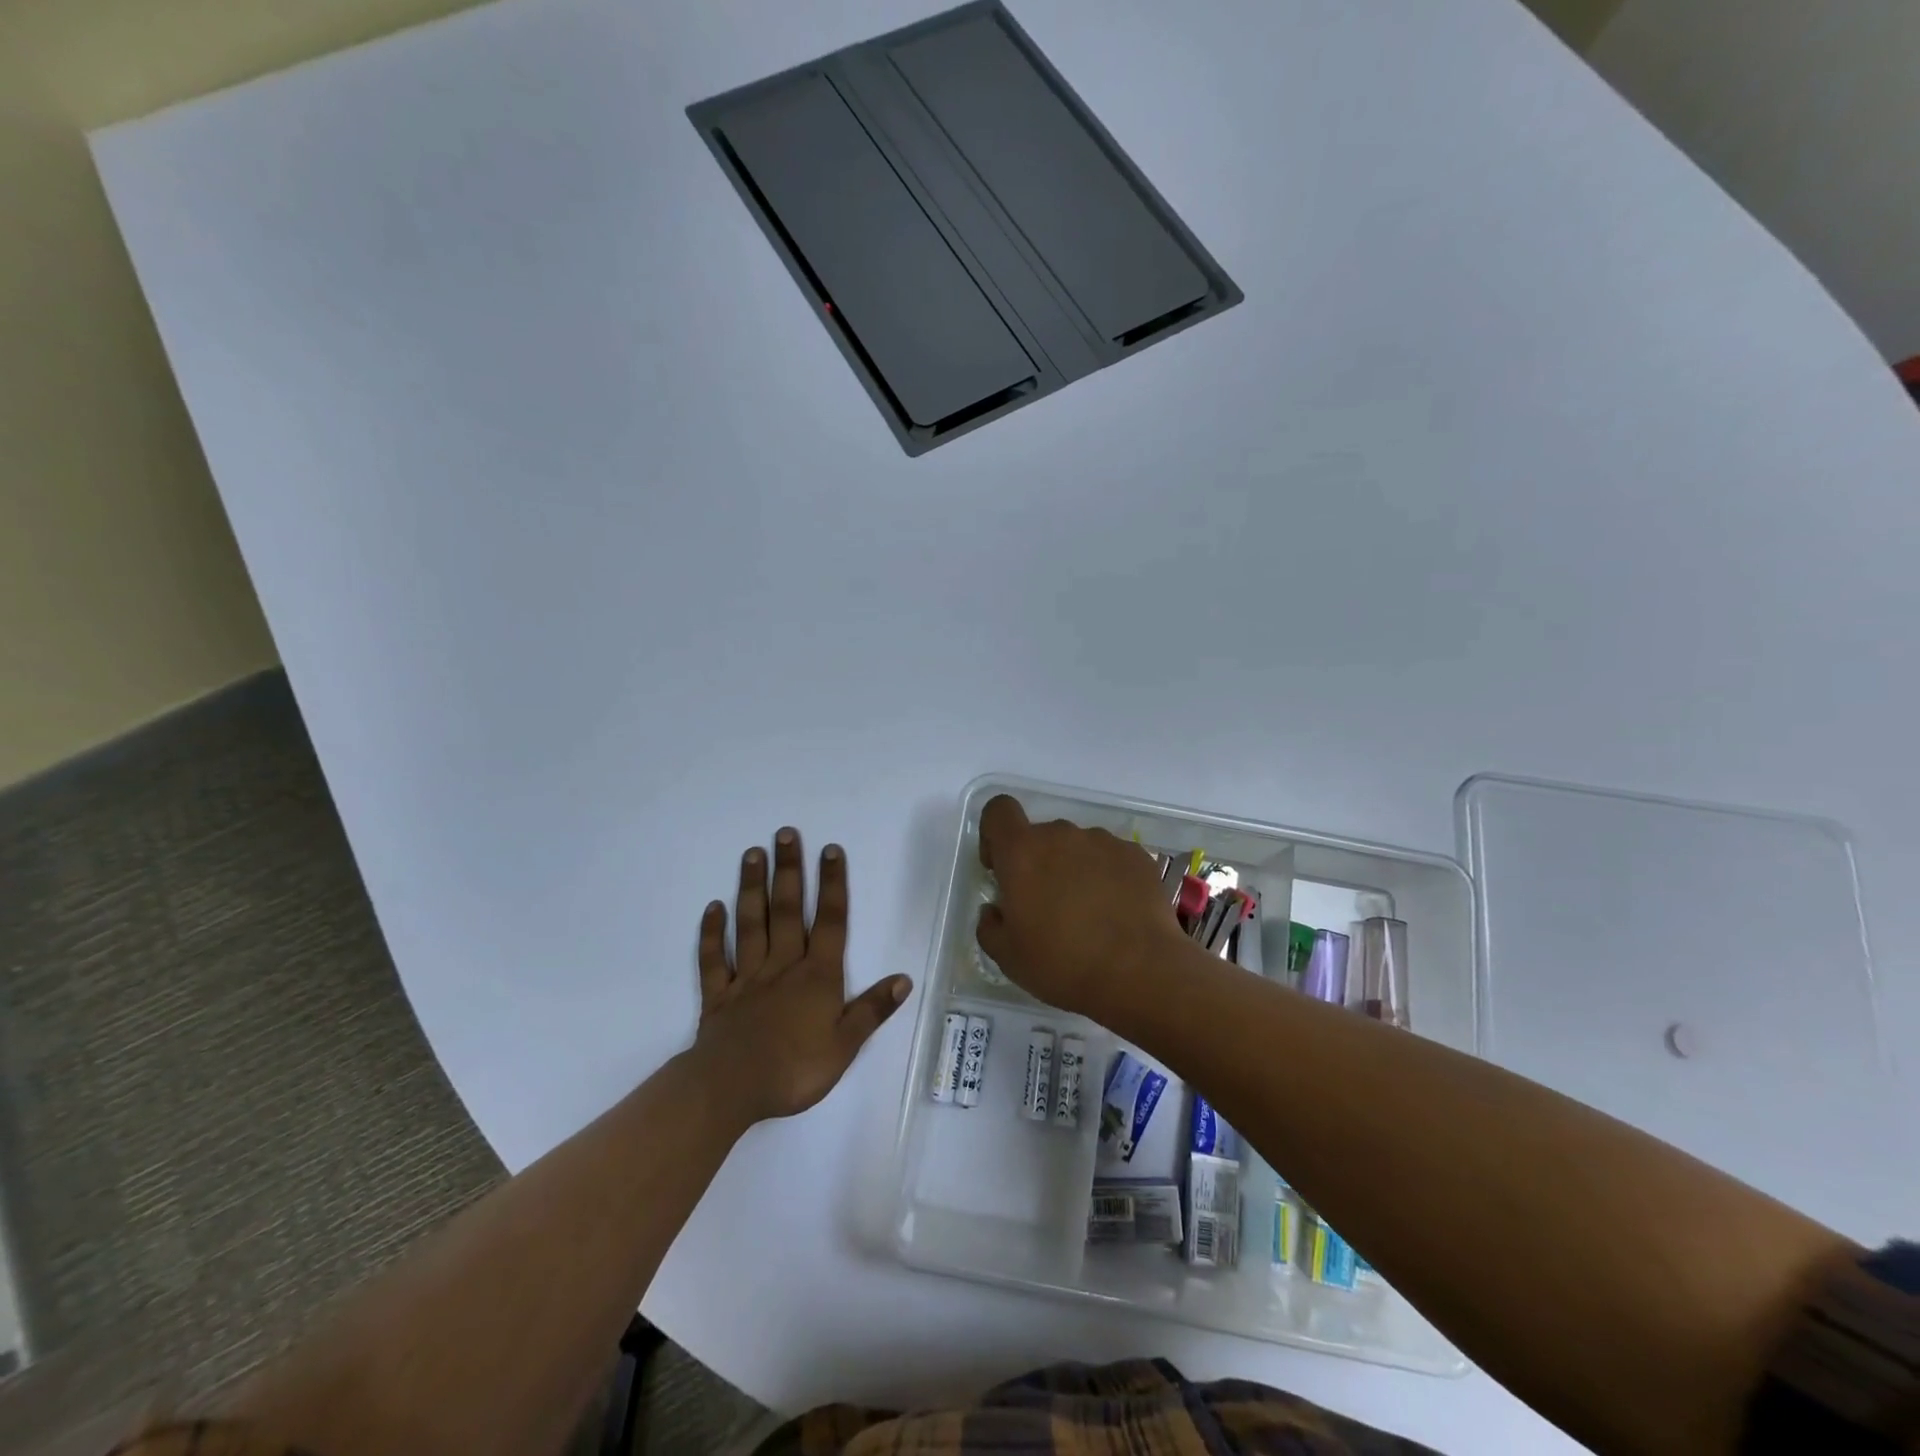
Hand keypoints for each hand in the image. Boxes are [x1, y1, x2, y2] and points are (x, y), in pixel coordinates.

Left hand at [693, 828, 910, 1124]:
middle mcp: (783, 965)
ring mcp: (746, 977)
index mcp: (817, 976)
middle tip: (785, 834)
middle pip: (788, 911)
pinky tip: (713, 908)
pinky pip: (713, 959)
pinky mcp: (718, 995)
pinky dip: (711, 933)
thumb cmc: (795, 1069)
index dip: (833, 884)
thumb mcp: (845, 1045)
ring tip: (752, 854)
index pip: (830, 921)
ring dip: (752, 888)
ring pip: (750, 924)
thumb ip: (872, 1010)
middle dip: (790, 871)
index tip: (830, 849)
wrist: (731, 1089)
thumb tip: (904, 978)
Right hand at [975, 795, 1187, 1015]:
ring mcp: (1103, 842)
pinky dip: (1107, 877)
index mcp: (1022, 852)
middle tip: (1047, 907)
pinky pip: (1110, 858)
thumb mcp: (1008, 957)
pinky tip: (1116, 913)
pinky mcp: (1136, 855)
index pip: (999, 811)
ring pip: (1077, 847)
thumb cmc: (1062, 963)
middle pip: (1040, 836)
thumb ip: (990, 925)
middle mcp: (1061, 835)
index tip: (1002, 869)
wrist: (1140, 973)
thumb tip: (995, 911)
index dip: (995, 835)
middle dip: (1038, 863)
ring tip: (1088, 914)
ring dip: (1074, 870)